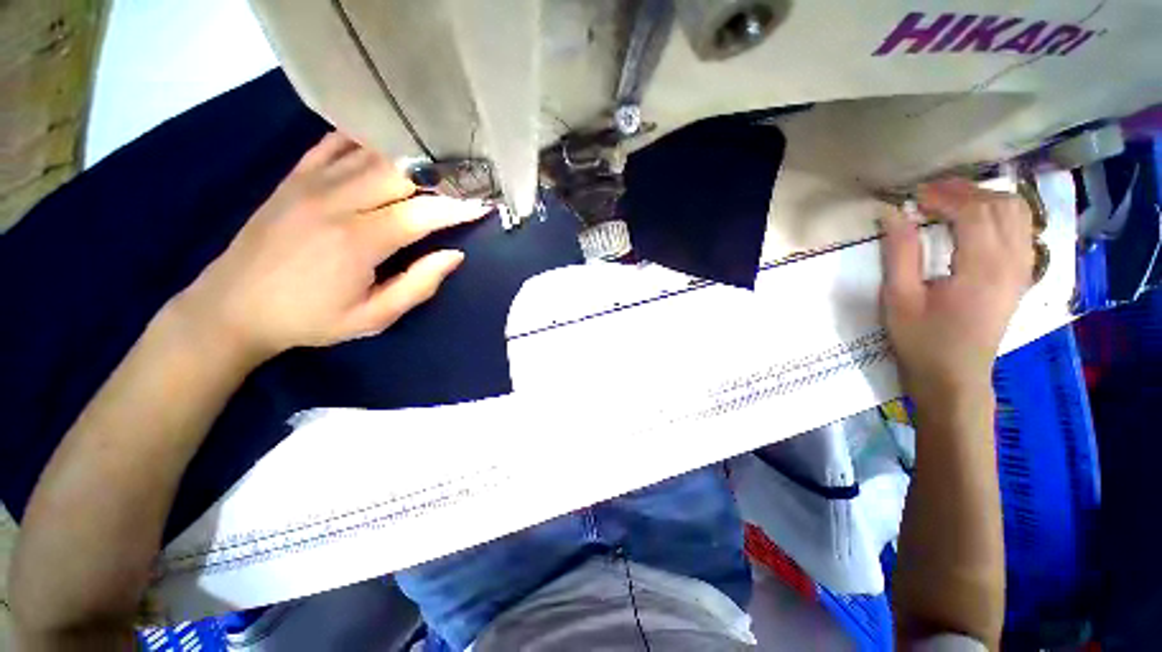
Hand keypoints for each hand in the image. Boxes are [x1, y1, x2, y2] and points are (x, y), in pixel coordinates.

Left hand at [175, 132, 490, 362]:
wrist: (232, 307)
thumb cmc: (310, 319)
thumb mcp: (373, 317)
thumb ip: (418, 285)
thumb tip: (455, 255)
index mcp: (358, 241)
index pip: (423, 213)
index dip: (459, 207)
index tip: (485, 203)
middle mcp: (336, 201)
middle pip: (402, 173)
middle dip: (442, 176)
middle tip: (468, 180)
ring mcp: (311, 182)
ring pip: (373, 153)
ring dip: (412, 156)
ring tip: (440, 163)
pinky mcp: (294, 176)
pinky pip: (336, 143)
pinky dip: (367, 140)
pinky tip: (388, 146)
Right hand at [881, 179, 1034, 402]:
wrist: (954, 377)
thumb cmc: (921, 340)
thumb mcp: (899, 299)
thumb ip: (899, 254)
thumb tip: (893, 214)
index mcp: (981, 270)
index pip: (974, 213)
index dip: (944, 196)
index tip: (913, 196)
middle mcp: (1012, 263)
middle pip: (1001, 206)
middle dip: (965, 191)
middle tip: (930, 194)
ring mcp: (1022, 270)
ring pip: (1018, 214)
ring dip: (985, 199)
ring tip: (951, 201)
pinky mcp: (1022, 276)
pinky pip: (1022, 230)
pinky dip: (1001, 214)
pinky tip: (977, 219)